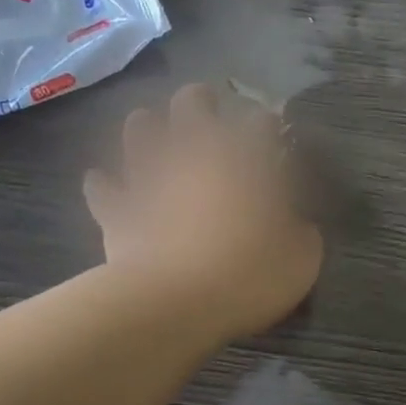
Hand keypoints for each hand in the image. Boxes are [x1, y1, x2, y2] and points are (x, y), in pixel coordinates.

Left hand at [84, 84, 322, 340]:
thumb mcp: (302, 257)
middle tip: (210, 112)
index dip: (269, 128)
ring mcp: (149, 176)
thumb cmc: (250, 274)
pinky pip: (103, 187)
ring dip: (148, 128)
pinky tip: (106, 185)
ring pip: (140, 129)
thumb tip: (296, 224)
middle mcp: (194, 152)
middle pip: (193, 103)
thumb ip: (301, 231)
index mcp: (245, 157)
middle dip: (202, 102)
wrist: (177, 303)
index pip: (261, 123)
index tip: (274, 139)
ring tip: (155, 137)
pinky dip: (105, 185)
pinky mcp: (116, 209)